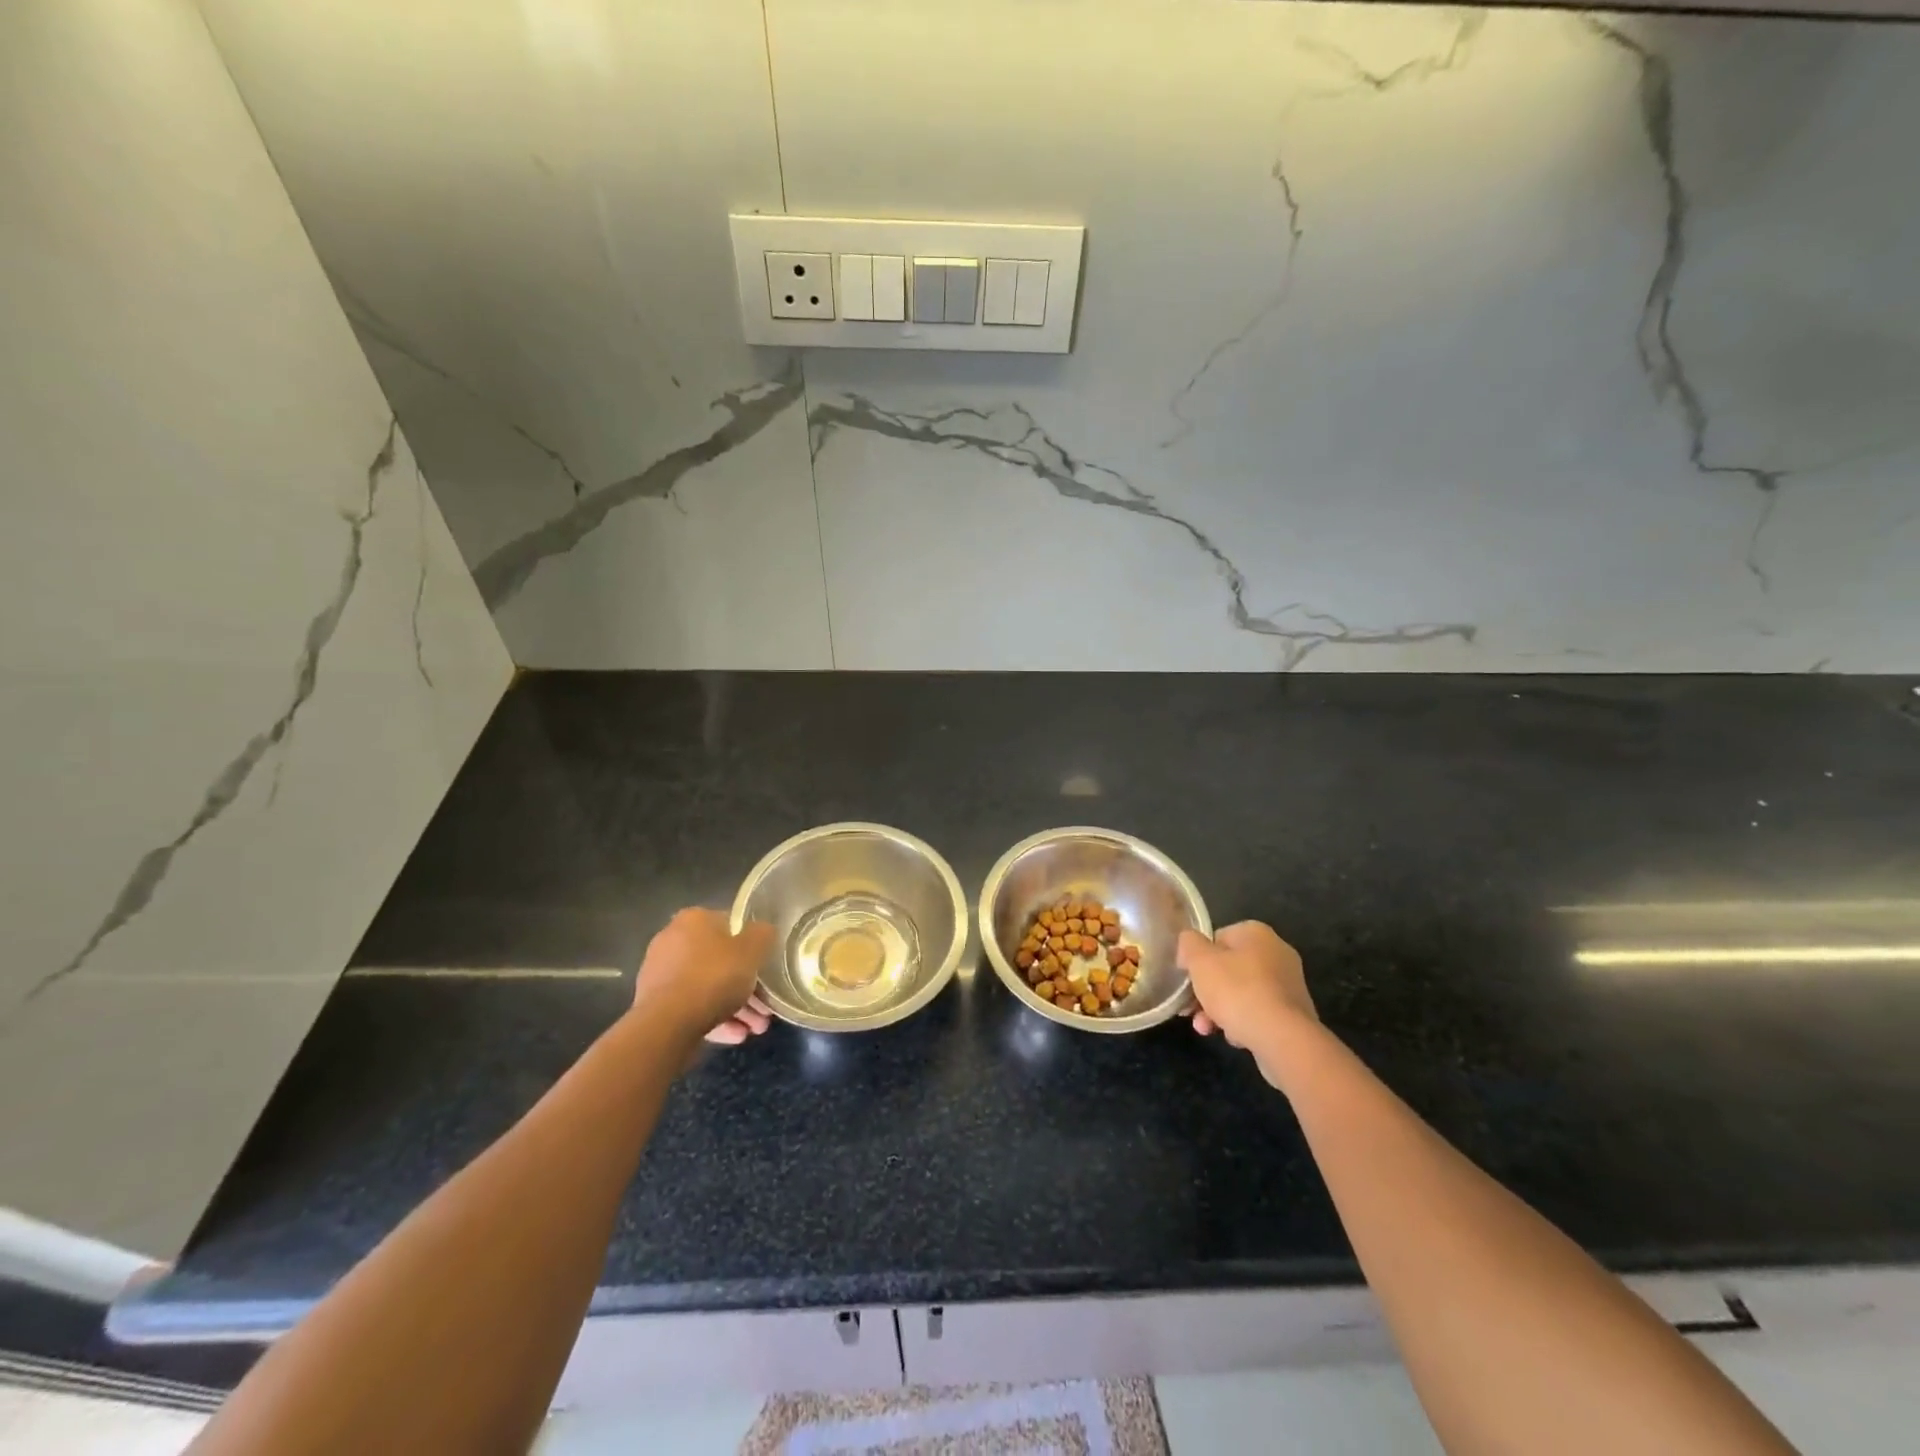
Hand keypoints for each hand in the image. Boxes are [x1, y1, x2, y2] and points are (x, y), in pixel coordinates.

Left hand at [631, 908, 773, 1043]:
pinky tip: (735, 1036)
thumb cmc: (714, 976)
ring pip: (707, 987)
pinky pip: (692, 1006)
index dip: (754, 949)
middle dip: (746, 986)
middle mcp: (672, 940)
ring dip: (734, 1006)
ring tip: (754, 1029)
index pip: (732, 927)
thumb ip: (763, 935)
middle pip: (720, 961)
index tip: (767, 972)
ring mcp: (660, 973)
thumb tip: (764, 931)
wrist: (667, 1024)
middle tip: (764, 1010)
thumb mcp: (753, 950)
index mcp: (694, 919)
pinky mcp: (654, 1004)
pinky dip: (714, 1018)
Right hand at [1178, 921, 1317, 1086]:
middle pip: (1229, 968)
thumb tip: (1189, 945)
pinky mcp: (1294, 1014)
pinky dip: (1243, 1023)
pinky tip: (1234, 1037)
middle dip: (1207, 990)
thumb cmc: (1237, 991)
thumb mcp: (1199, 961)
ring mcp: (1289, 984)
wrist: (1283, 1039)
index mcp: (1256, 933)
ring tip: (1206, 1029)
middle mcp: (1277, 953)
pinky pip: (1259, 1013)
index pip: (1216, 938)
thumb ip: (1188, 944)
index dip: (1197, 959)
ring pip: (1242, 993)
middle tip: (1191, 1009)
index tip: (1187, 979)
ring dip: (1220, 1010)